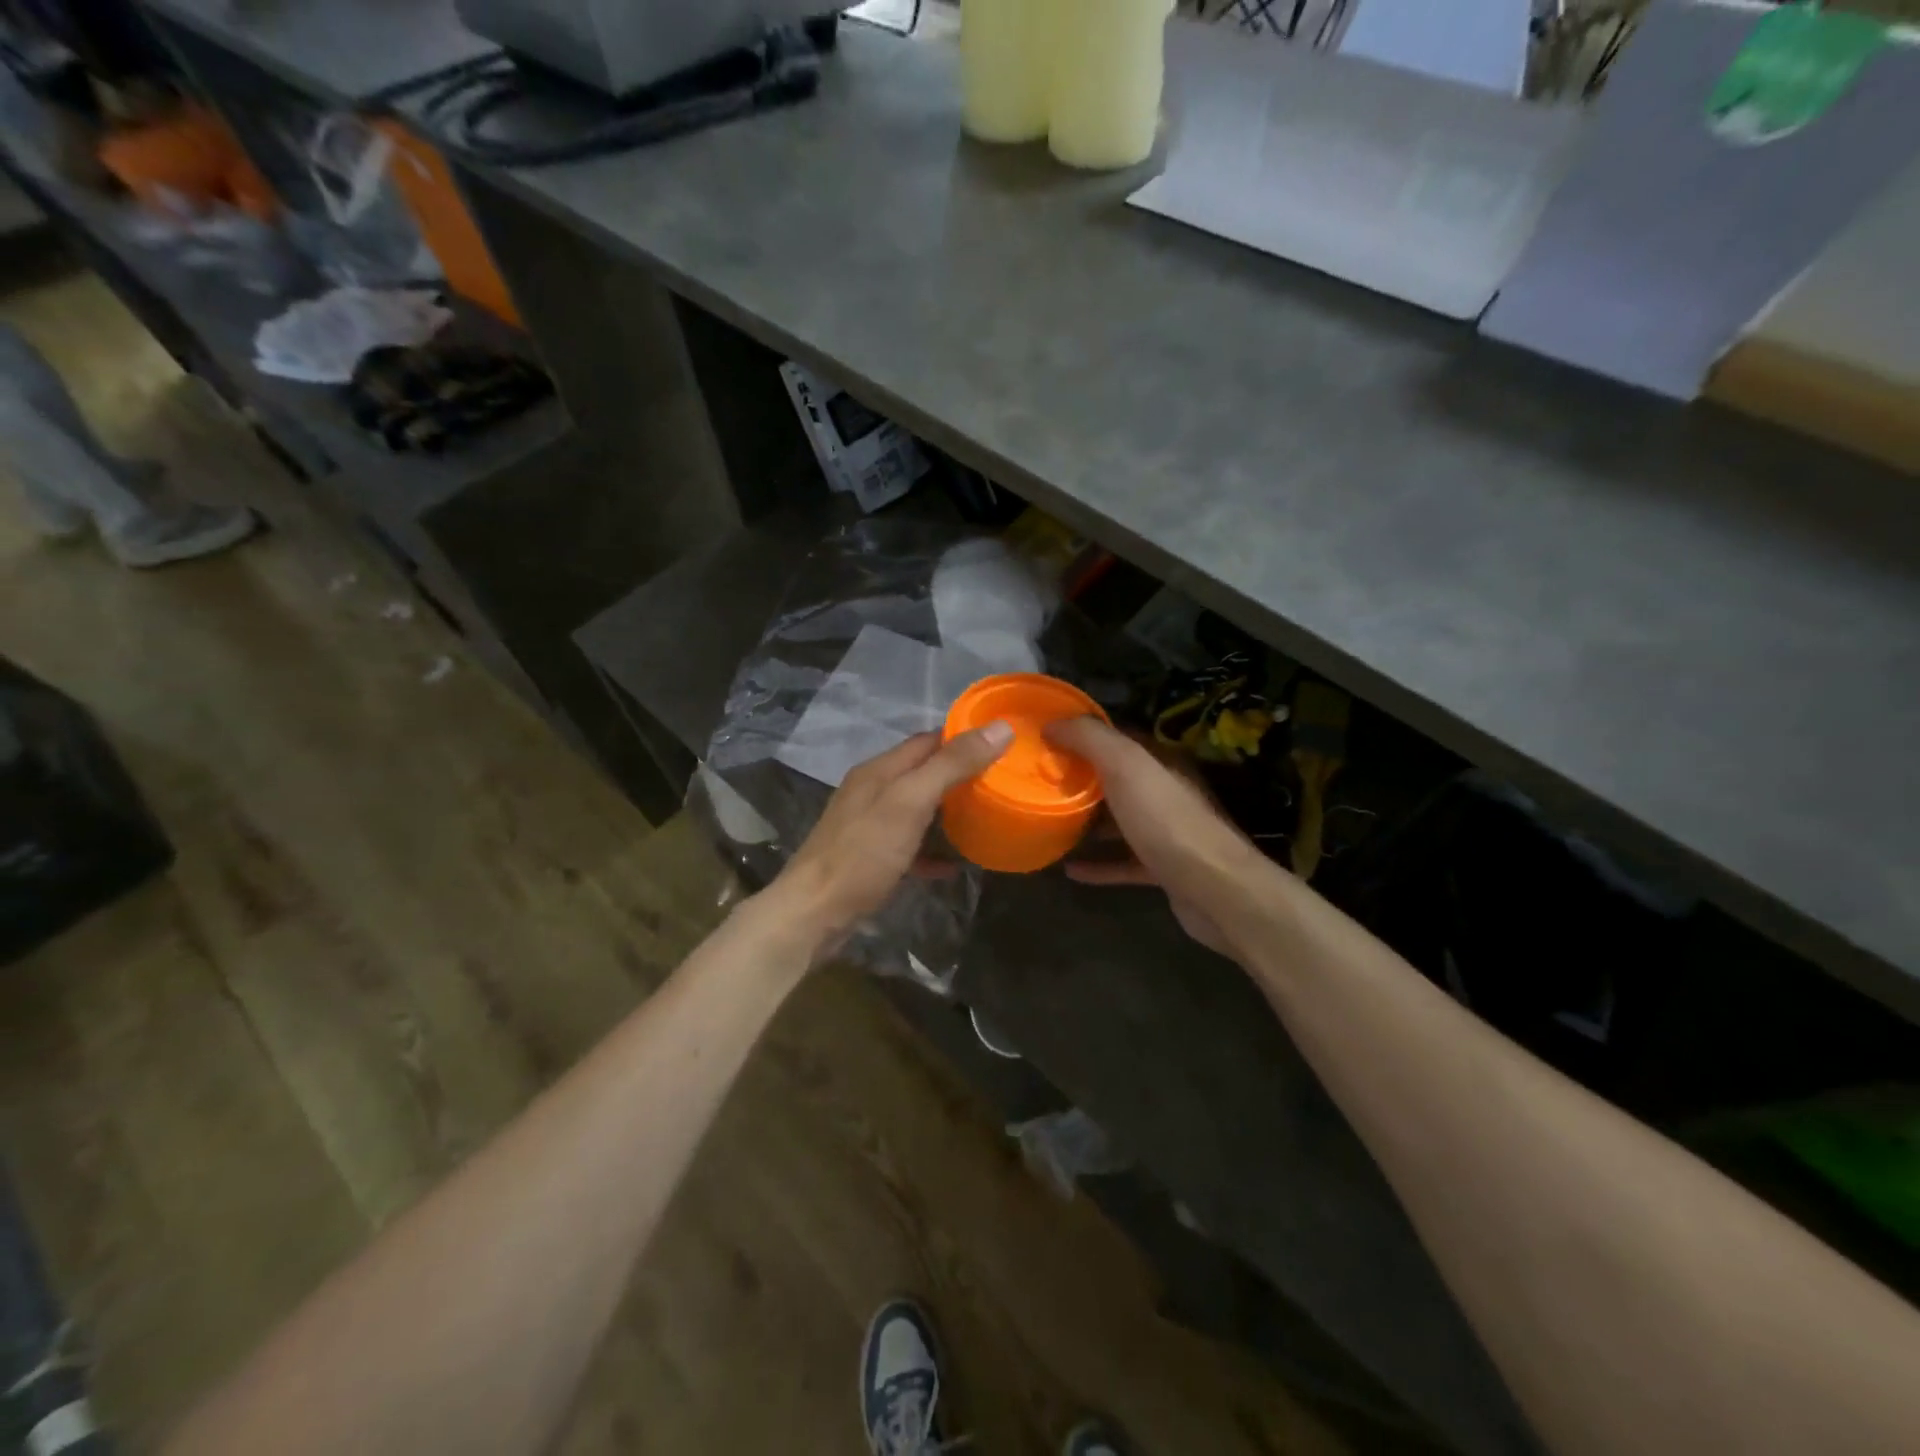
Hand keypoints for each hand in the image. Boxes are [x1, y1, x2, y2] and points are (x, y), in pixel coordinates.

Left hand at [770, 723, 1013, 953]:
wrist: (813, 913)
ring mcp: (869, 826)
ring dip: (948, 812)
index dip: (964, 737)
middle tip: (1003, 783)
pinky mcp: (870, 858)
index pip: (929, 740)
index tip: (1003, 744)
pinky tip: (954, 864)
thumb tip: (999, 728)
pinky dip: (932, 850)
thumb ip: (952, 765)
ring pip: (918, 809)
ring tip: (987, 817)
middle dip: (960, 775)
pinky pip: (910, 846)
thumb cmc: (863, 852)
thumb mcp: (911, 802)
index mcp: (880, 770)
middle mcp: (872, 791)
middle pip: (923, 773)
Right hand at [1045, 717, 1262, 956]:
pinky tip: (1071, 870)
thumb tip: (1054, 722)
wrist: (1215, 889)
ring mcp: (1167, 833)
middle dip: (1081, 779)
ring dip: (1089, 822)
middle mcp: (1166, 792)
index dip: (1082, 734)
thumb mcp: (1127, 767)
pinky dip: (1099, 864)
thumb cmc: (1167, 821)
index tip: (1046, 738)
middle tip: (1040, 782)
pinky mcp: (1163, 869)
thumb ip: (1091, 739)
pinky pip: (1123, 862)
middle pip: (1117, 780)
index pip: (1119, 738)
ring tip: (1050, 823)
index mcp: (1161, 762)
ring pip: (1120, 821)